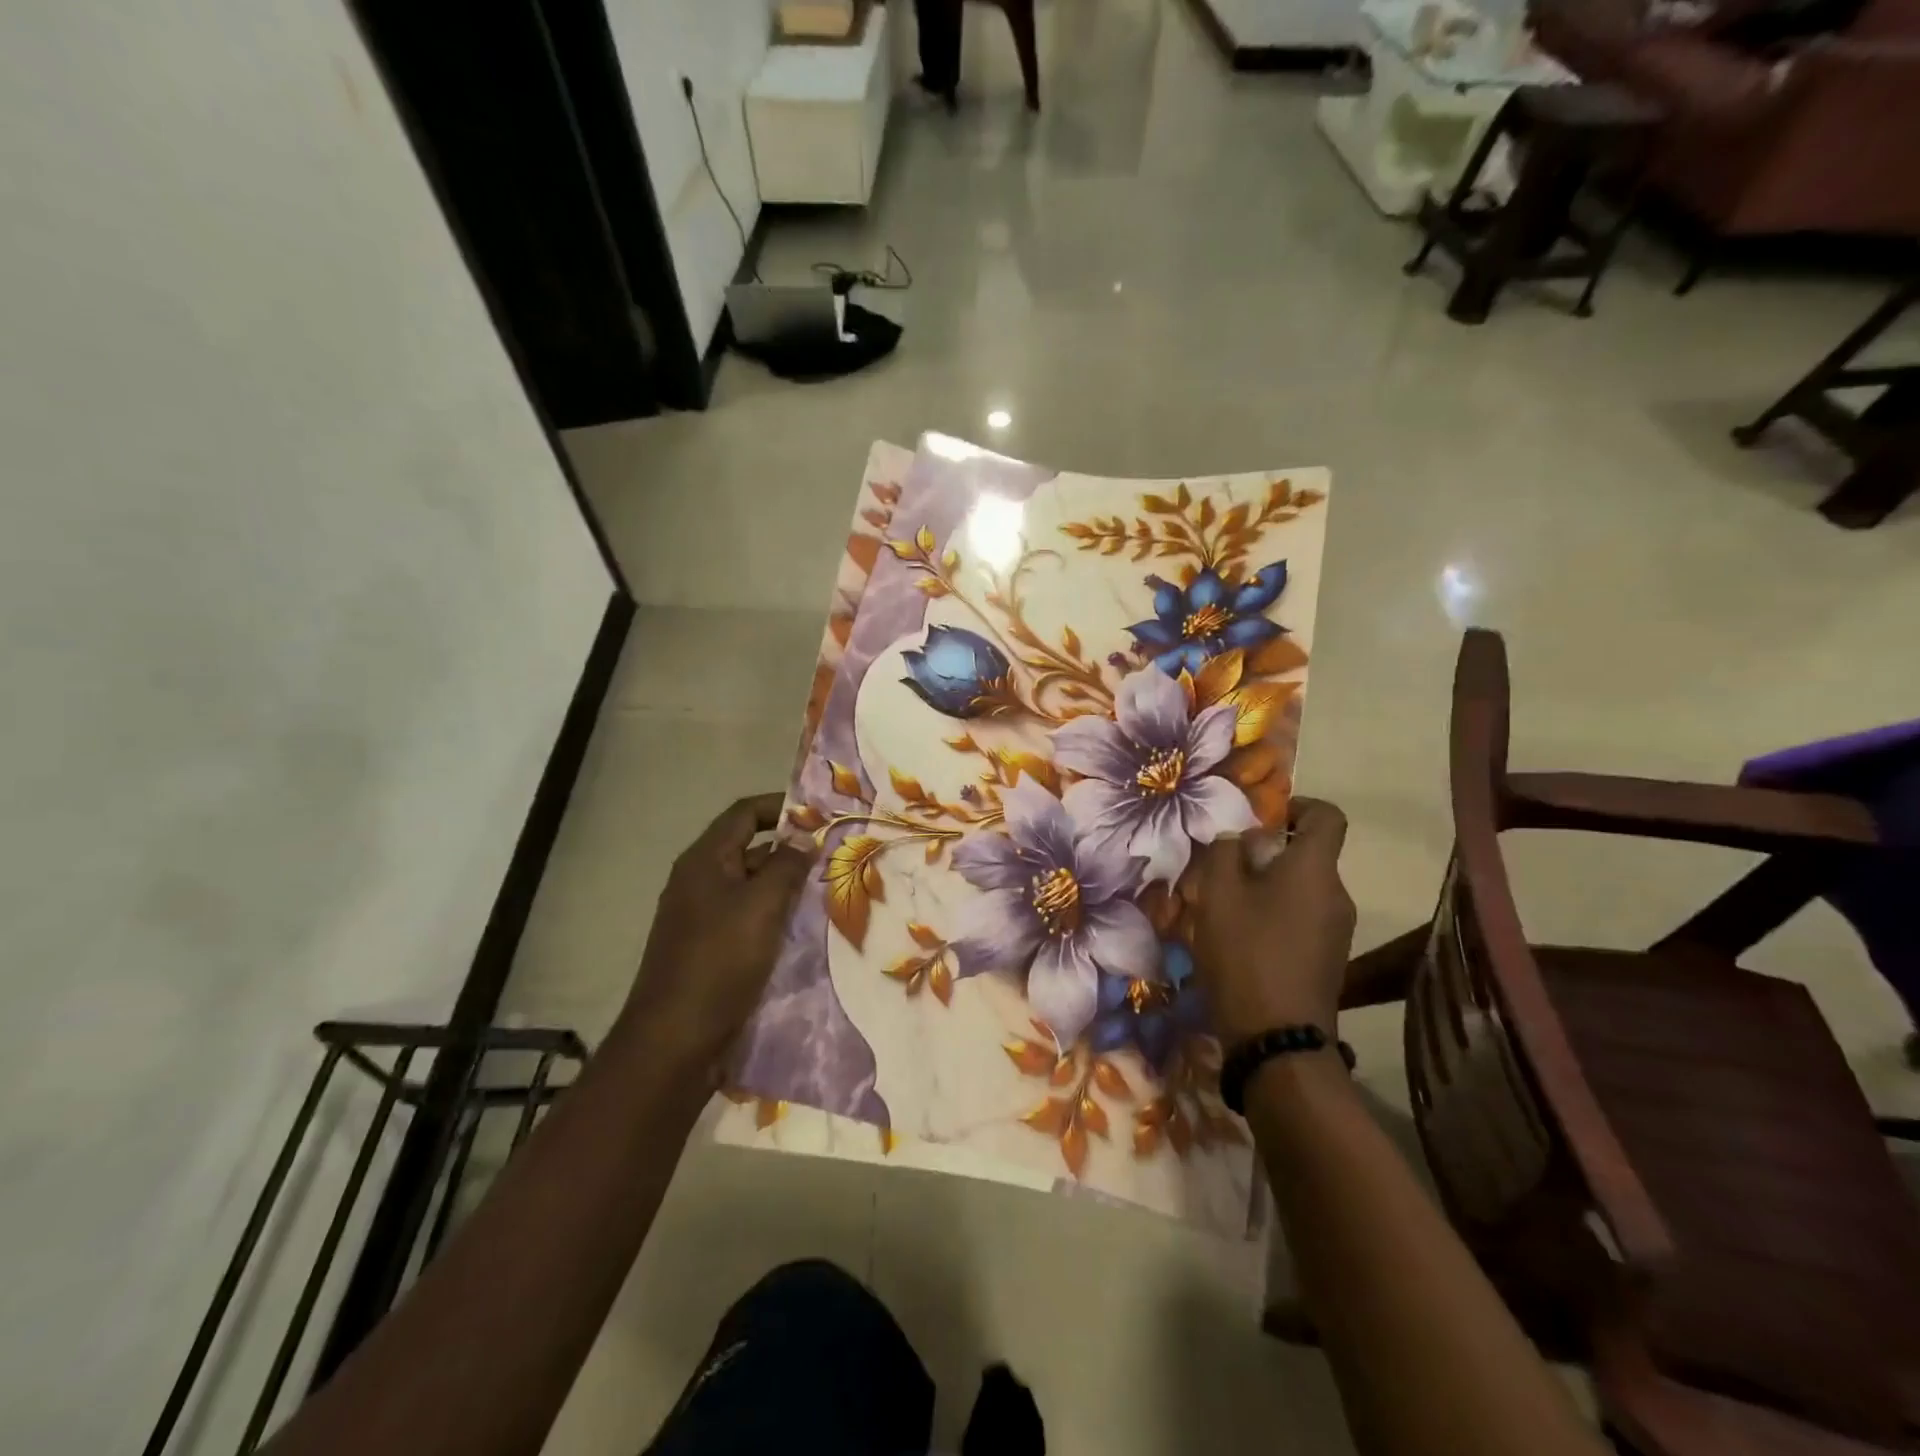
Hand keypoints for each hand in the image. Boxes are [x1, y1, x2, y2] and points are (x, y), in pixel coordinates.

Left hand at [619, 793, 812, 1079]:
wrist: (674, 1042)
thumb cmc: (719, 962)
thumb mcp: (762, 906)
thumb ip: (787, 866)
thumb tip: (804, 839)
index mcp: (704, 861)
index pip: (744, 813)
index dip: (782, 807)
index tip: (821, 815)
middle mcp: (699, 881)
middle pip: (749, 848)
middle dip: (790, 849)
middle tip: (834, 856)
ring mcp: (701, 917)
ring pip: (751, 887)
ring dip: (786, 885)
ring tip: (828, 891)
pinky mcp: (708, 949)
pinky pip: (747, 918)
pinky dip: (774, 915)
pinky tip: (802, 929)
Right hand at [1183, 798, 1356, 1045]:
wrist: (1278, 1038)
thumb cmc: (1246, 953)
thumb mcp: (1218, 895)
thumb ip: (1223, 853)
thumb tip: (1235, 838)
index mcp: (1315, 870)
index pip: (1328, 816)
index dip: (1298, 806)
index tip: (1262, 820)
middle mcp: (1337, 894)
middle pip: (1309, 855)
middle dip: (1267, 854)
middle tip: (1225, 869)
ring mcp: (1338, 930)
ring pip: (1302, 890)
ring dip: (1267, 888)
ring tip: (1226, 907)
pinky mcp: (1328, 959)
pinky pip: (1303, 919)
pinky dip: (1275, 916)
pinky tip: (1241, 939)